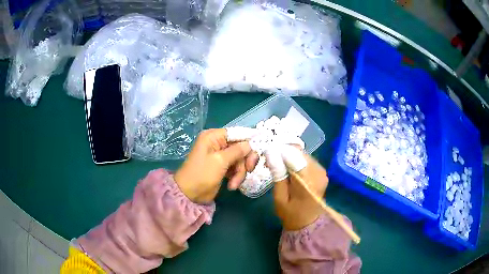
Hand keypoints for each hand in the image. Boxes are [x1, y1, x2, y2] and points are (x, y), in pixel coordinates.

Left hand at [174, 128, 257, 203]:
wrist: (189, 195)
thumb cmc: (202, 174)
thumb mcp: (220, 161)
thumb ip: (237, 151)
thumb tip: (250, 144)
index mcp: (213, 137)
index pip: (237, 133)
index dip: (249, 139)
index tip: (261, 148)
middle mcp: (217, 143)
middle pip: (241, 147)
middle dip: (245, 160)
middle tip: (249, 169)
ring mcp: (220, 156)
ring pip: (240, 159)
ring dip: (240, 172)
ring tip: (235, 184)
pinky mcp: (222, 167)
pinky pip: (236, 168)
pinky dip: (236, 176)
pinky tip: (232, 186)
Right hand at [264, 145, 327, 229]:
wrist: (308, 223)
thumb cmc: (291, 214)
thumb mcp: (280, 197)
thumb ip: (278, 175)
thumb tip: (270, 153)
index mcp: (308, 180)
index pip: (294, 155)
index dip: (280, 151)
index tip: (267, 154)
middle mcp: (318, 172)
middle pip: (299, 153)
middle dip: (284, 153)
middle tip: (270, 161)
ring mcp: (321, 171)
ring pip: (303, 154)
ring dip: (289, 156)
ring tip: (278, 165)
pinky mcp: (321, 171)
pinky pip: (306, 160)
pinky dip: (295, 161)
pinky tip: (288, 169)